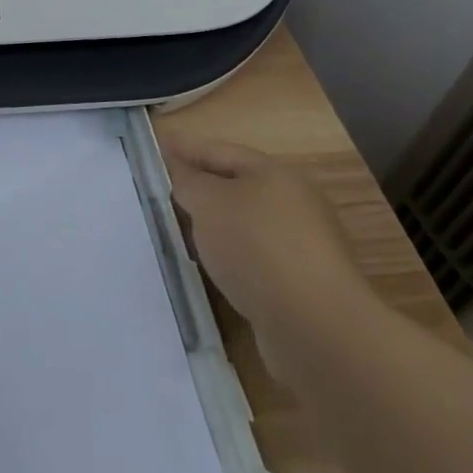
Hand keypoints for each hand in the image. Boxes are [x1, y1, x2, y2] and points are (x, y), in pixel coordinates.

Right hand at [159, 133, 376, 374]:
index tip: (155, 145)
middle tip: (163, 188)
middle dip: (201, 185)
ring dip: (215, 224)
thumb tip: (184, 176)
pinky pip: (253, 258)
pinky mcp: (300, 284)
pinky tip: (211, 267)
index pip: (219, 150)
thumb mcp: (209, 203)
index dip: (185, 147)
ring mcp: (301, 246)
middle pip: (236, 185)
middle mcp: (294, 203)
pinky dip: (230, 256)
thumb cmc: (257, 247)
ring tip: (181, 229)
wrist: (316, 327)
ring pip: (245, 224)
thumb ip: (189, 182)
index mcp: (275, 174)